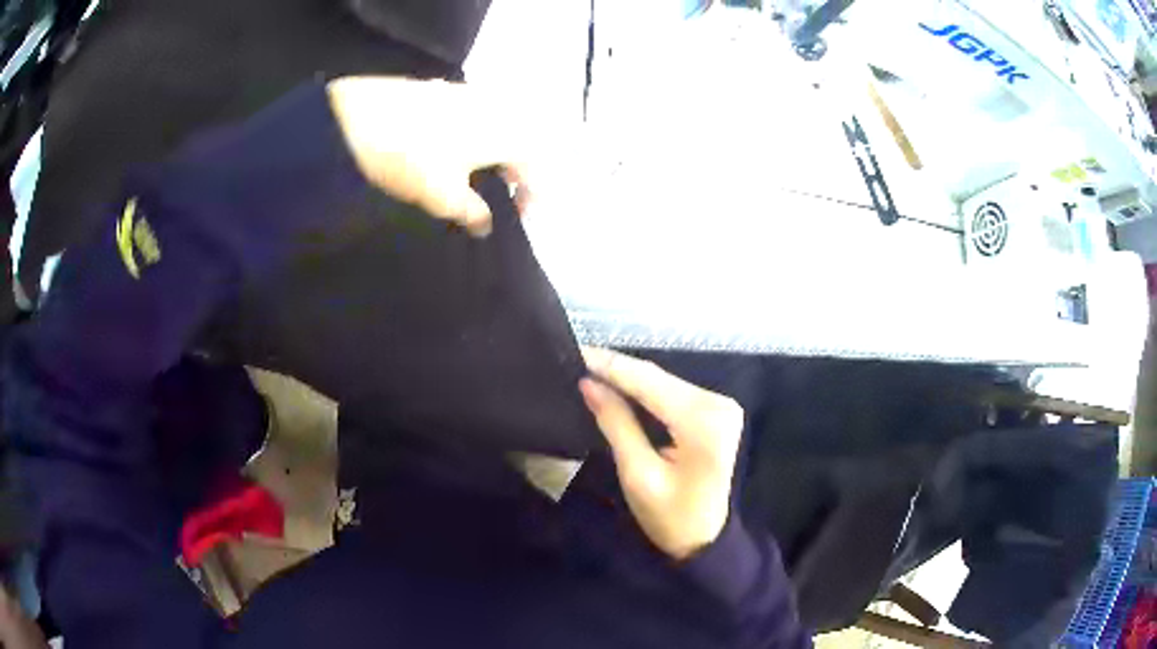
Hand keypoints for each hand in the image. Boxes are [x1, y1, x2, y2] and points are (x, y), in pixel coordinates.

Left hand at [327, 77, 533, 236]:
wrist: (357, 115)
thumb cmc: (411, 157)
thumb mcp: (444, 196)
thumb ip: (472, 213)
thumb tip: (485, 225)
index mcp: (505, 132)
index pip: (534, 165)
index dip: (532, 194)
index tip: (523, 217)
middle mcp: (494, 108)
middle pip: (519, 143)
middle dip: (516, 174)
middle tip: (503, 199)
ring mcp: (467, 95)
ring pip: (495, 128)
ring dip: (494, 156)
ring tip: (476, 181)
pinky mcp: (441, 91)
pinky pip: (472, 118)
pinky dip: (473, 139)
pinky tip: (452, 155)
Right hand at [579, 347, 743, 560]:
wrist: (706, 540)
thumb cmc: (671, 517)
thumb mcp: (638, 474)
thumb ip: (616, 424)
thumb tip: (589, 384)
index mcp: (702, 421)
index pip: (649, 382)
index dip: (610, 365)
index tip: (575, 351)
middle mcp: (718, 403)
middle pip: (658, 378)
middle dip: (616, 369)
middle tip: (576, 359)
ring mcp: (721, 406)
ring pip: (664, 383)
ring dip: (628, 378)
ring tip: (590, 368)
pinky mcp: (716, 412)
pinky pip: (673, 393)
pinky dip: (645, 391)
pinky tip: (618, 386)